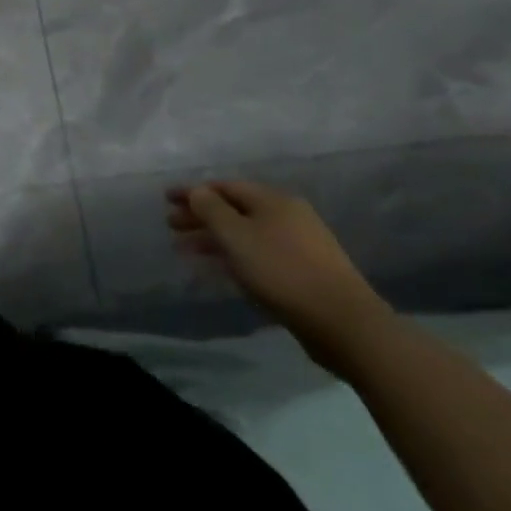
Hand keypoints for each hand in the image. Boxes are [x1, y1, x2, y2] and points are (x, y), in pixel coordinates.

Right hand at [166, 179, 392, 371]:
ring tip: (186, 249)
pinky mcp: (304, 270)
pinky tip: (221, 266)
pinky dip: (234, 253)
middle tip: (171, 225)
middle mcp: (288, 215)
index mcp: (273, 200)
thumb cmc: (281, 271)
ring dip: (213, 237)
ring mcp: (300, 243)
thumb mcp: (235, 235)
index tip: (166, 199)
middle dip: (200, 215)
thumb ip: (210, 209)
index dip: (192, 191)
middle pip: (234, 209)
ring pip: (245, 232)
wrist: (344, 323)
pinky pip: (258, 251)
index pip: (223, 186)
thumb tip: (197, 191)